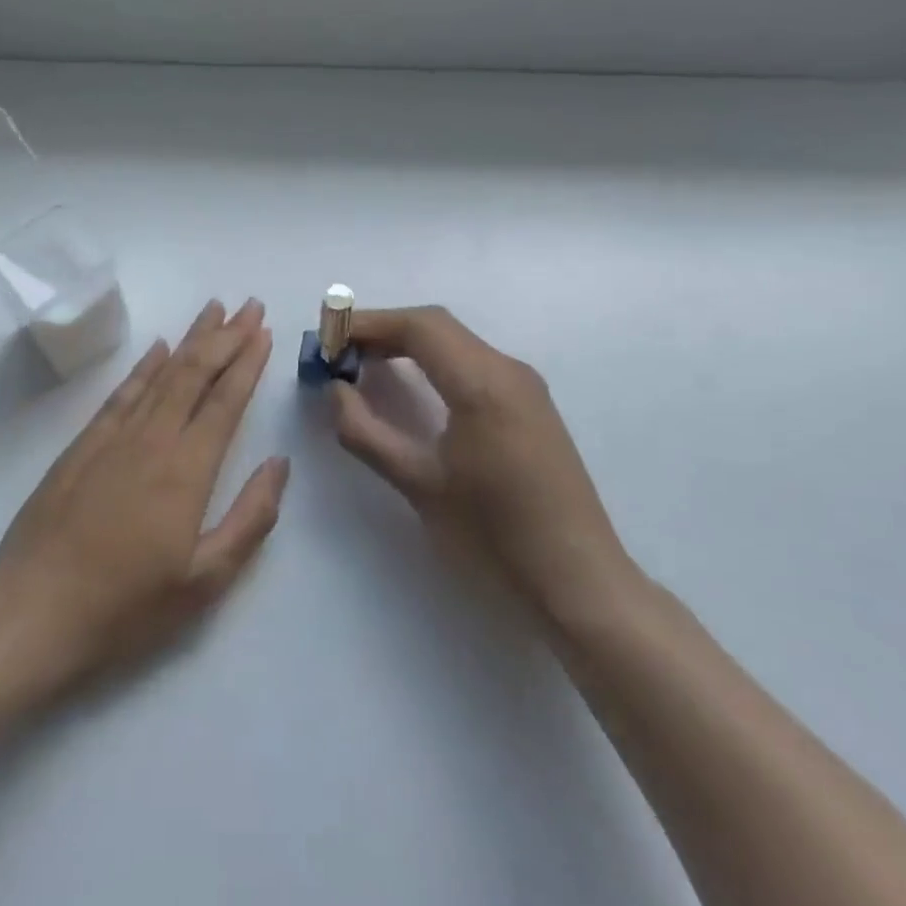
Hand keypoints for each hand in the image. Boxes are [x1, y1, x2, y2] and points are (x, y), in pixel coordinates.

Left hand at [0, 299, 287, 697]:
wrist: (32, 613)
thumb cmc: (126, 607)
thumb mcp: (205, 581)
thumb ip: (250, 518)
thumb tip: (278, 464)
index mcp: (187, 470)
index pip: (225, 402)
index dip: (247, 363)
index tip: (264, 331)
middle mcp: (152, 440)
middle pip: (194, 373)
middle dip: (225, 336)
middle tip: (248, 305)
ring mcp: (113, 439)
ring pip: (160, 374)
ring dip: (189, 339)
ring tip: (212, 310)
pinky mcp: (82, 446)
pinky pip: (121, 393)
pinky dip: (143, 365)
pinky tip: (157, 348)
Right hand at [329, 306, 639, 630]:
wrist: (578, 580)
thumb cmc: (494, 535)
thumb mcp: (419, 485)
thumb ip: (366, 432)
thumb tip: (335, 390)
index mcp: (483, 383)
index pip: (419, 326)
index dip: (368, 324)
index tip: (327, 341)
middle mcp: (508, 369)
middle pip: (437, 326)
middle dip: (383, 331)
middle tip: (339, 354)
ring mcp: (525, 385)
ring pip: (456, 342)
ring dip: (408, 344)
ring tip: (365, 366)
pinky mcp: (531, 405)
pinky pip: (473, 363)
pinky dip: (433, 362)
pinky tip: (412, 387)